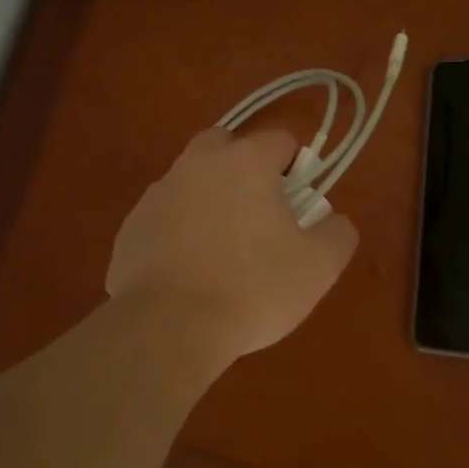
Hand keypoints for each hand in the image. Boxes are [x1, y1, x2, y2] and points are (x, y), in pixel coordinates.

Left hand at [107, 128, 359, 361]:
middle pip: (225, 146)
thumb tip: (333, 220)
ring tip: (221, 253)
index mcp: (244, 162)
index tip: (298, 205)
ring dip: (209, 200)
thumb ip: (337, 233)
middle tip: (259, 216)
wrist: (168, 327)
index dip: (296, 168)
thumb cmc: (253, 288)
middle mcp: (196, 164)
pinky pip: (164, 218)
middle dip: (244, 168)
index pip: (279, 140)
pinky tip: (188, 273)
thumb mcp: (318, 267)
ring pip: (191, 181)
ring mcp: (157, 194)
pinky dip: (178, 233)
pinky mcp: (130, 228)